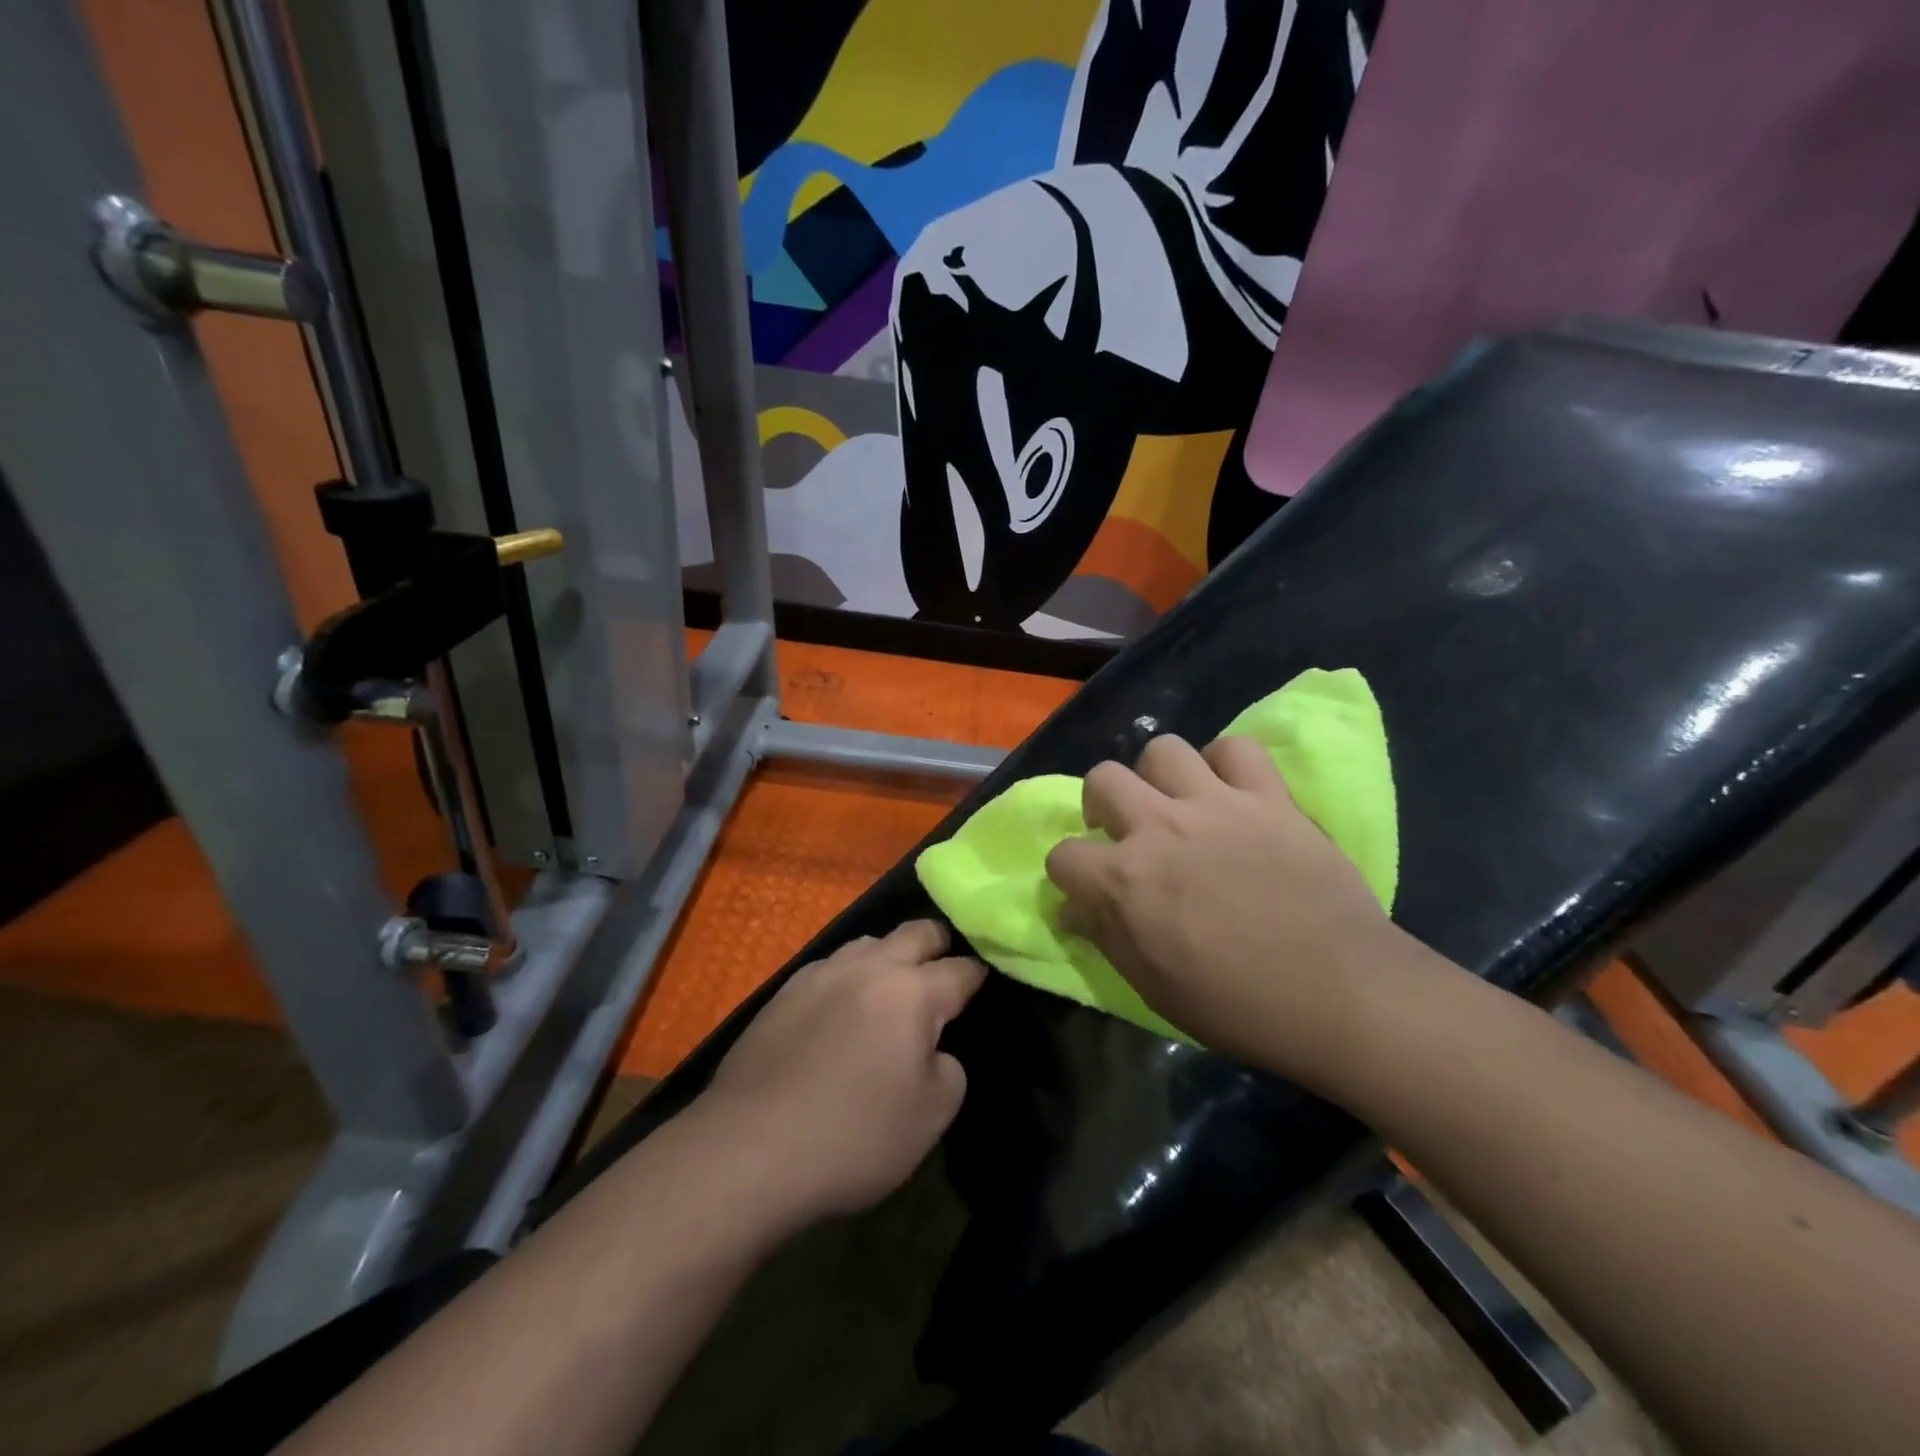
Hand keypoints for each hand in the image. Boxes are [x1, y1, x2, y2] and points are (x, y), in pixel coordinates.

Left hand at [702, 921, 984, 1221]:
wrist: (749, 1149)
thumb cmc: (853, 1136)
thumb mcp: (930, 1117)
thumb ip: (948, 1068)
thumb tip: (934, 1048)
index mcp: (912, 992)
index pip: (961, 969)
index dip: (979, 975)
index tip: (985, 982)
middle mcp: (869, 967)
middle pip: (916, 931)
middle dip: (938, 944)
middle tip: (945, 971)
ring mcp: (822, 973)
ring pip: (869, 942)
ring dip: (890, 955)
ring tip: (892, 987)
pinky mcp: (784, 992)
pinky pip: (831, 967)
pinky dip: (850, 977)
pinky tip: (843, 1008)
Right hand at [1045, 734, 1420, 1086]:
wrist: (1341, 994)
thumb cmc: (1238, 1005)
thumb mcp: (1152, 986)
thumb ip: (1106, 936)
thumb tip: (1074, 910)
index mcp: (1125, 879)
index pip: (1062, 855)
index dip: (1070, 874)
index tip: (1088, 890)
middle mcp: (1160, 828)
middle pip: (1102, 778)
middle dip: (1102, 805)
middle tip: (1127, 832)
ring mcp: (1216, 805)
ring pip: (1162, 750)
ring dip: (1159, 777)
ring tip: (1177, 805)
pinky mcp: (1268, 797)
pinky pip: (1236, 749)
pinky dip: (1226, 765)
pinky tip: (1231, 793)